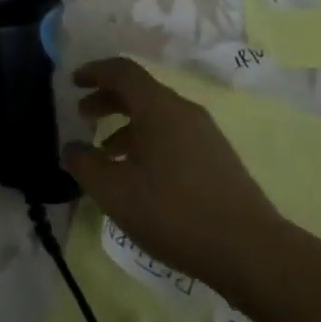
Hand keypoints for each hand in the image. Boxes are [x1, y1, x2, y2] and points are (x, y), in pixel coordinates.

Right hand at [63, 58, 280, 293]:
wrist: (249, 250)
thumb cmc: (173, 212)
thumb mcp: (114, 192)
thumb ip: (84, 164)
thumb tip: (71, 148)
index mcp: (159, 108)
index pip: (122, 71)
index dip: (94, 71)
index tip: (73, 82)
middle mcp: (184, 112)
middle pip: (140, 91)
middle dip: (107, 99)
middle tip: (83, 116)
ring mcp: (206, 134)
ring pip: (158, 116)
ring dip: (126, 125)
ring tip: (105, 153)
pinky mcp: (217, 158)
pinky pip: (173, 135)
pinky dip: (147, 142)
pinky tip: (138, 175)